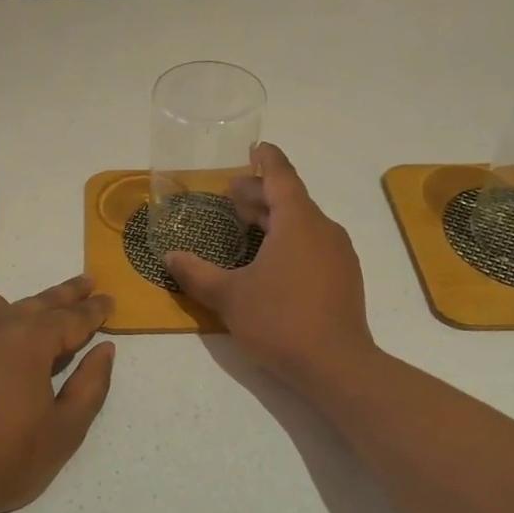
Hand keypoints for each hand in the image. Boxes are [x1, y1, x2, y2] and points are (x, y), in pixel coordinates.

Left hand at [0, 275, 116, 512]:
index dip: (94, 310)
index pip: (71, 318)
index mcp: (29, 341)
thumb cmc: (5, 459)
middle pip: (38, 302)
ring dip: (21, 304)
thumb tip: (104, 350)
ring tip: (32, 314)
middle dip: (67, 294)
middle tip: (88, 282)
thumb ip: (90, 385)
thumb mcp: (64, 430)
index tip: (109, 300)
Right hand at [166, 143, 375, 390]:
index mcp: (298, 221)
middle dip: (260, 193)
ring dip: (274, 218)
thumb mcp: (229, 296)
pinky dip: (289, 239)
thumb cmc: (280, 320)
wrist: (336, 366)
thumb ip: (196, 274)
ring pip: (303, 223)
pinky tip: (270, 261)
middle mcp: (323, 229)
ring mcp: (338, 254)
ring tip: (246, 225)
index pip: (281, 176)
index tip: (255, 146)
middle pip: (290, 199)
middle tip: (231, 195)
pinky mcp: (343, 278)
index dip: (266, 159)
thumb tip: (169, 258)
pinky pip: (313, 244)